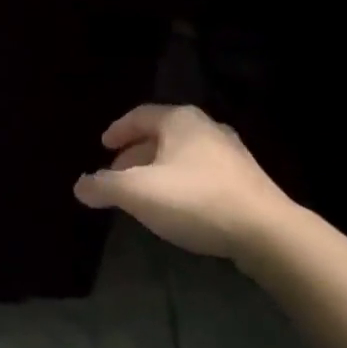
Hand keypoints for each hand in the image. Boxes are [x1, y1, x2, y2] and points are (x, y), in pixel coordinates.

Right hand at [73, 104, 293, 262]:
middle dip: (135, 154)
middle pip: (161, 135)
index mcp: (179, 120)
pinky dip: (181, 182)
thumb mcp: (138, 193)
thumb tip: (80, 185)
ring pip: (182, 155)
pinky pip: (202, 172)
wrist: (266, 231)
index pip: (139, 116)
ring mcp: (230, 153)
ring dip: (159, 169)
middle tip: (117, 174)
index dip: (117, 130)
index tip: (102, 146)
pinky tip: (177, 206)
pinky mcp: (246, 180)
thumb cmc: (195, 199)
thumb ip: (104, 186)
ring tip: (144, 193)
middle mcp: (206, 127)